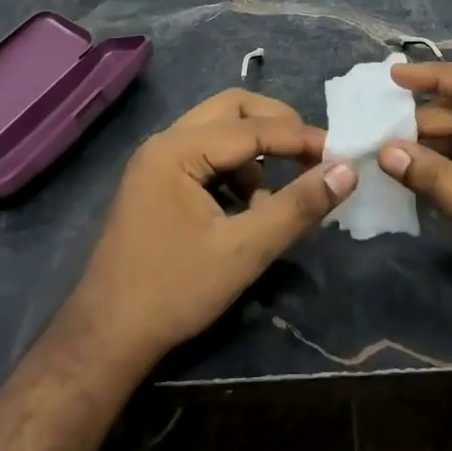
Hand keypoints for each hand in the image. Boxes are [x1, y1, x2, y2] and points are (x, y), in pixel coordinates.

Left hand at [61, 89, 356, 370]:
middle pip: (233, 109)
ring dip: (254, 153)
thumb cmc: (175, 291)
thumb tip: (346, 172)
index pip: (252, 127)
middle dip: (276, 127)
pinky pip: (205, 155)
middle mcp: (165, 142)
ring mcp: (156, 161)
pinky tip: (245, 211)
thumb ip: (297, 207)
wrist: (105, 340)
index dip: (299, 138)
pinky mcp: (156, 182)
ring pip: (219, 131)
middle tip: (310, 154)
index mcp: (179, 149)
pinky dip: (233, 170)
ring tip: (272, 201)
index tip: (339, 152)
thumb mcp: (245, 250)